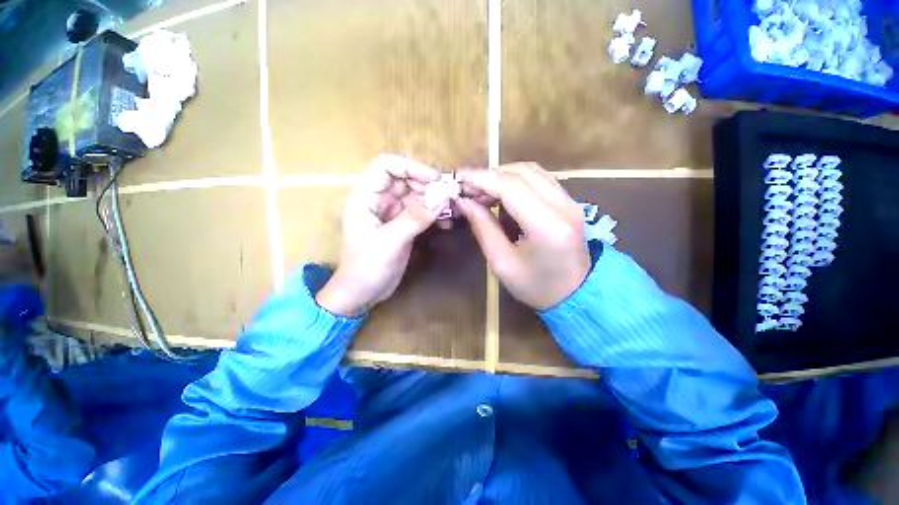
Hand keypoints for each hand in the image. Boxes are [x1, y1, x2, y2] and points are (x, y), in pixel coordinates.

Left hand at [316, 155, 447, 316]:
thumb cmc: (366, 268)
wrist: (361, 294)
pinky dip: (433, 214)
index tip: (434, 179)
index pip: (386, 166)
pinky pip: (420, 213)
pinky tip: (446, 221)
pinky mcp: (402, 226)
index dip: (410, 166)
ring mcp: (392, 214)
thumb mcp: (389, 242)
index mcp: (366, 197)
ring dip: (434, 199)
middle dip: (427, 184)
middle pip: (405, 180)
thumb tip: (441, 199)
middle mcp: (379, 201)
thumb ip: (414, 219)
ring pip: (415, 196)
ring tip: (451, 208)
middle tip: (449, 195)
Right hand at [456, 163, 590, 309]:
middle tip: (467, 187)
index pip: (511, 187)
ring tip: (480, 190)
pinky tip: (500, 192)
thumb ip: (483, 229)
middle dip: (489, 175)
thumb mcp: (502, 263)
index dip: (482, 178)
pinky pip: (539, 179)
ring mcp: (570, 201)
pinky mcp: (569, 202)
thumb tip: (464, 202)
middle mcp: (564, 206)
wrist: (575, 295)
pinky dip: (516, 179)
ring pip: (531, 171)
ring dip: (502, 175)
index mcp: (546, 226)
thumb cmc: (535, 286)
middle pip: (521, 173)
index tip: (459, 178)